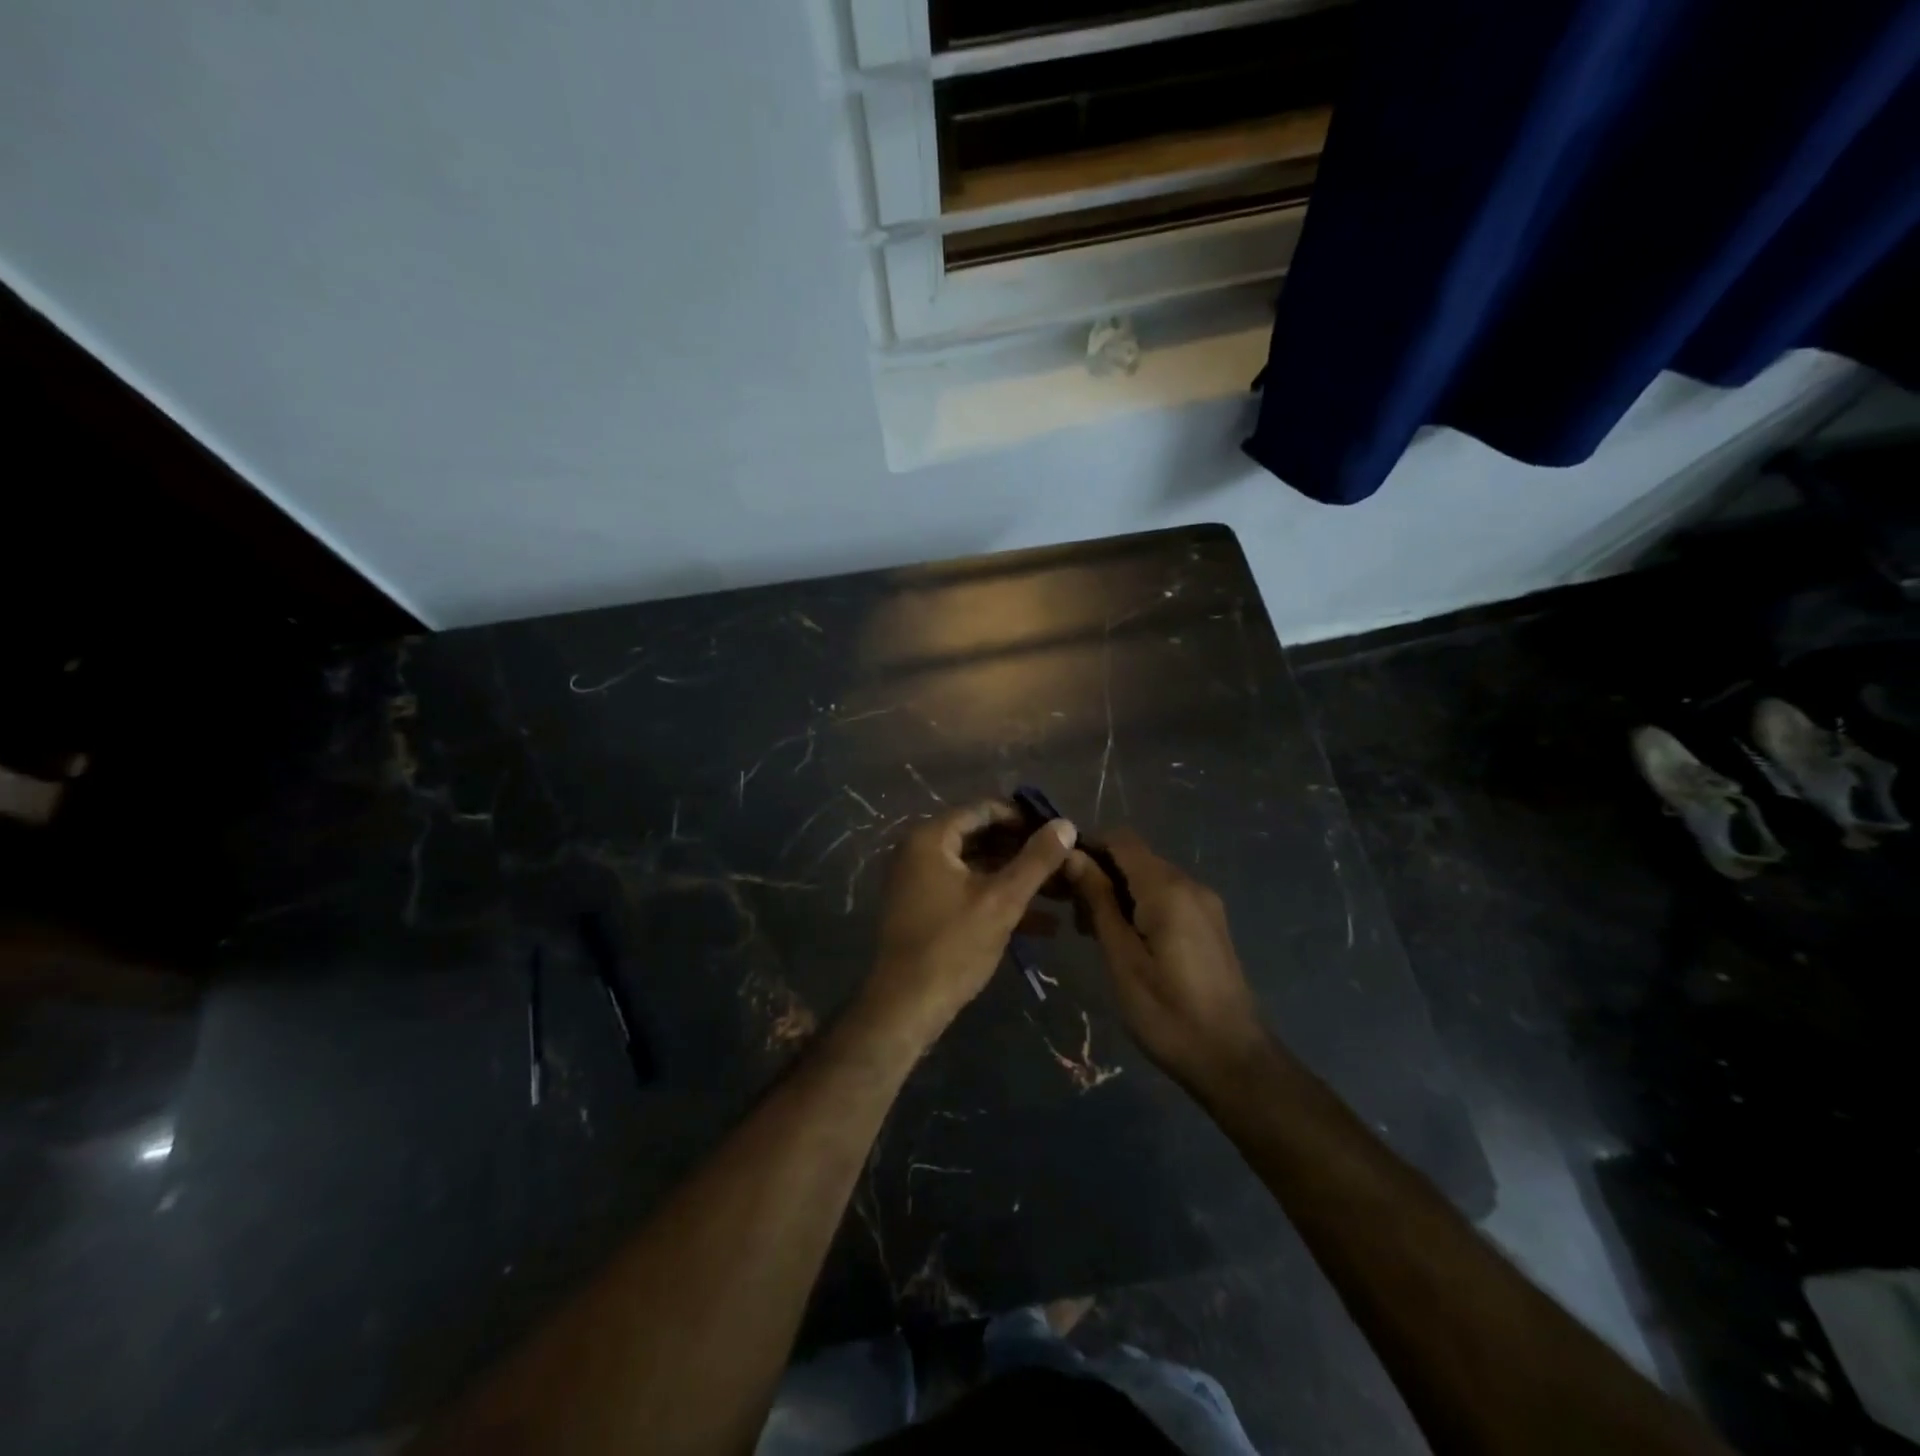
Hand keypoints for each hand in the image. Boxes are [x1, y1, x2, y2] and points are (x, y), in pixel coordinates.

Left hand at [863, 802, 1078, 1047]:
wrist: (906, 1006)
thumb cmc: (953, 945)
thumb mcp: (1002, 900)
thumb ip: (1037, 860)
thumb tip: (1066, 824)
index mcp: (931, 838)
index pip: (984, 809)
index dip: (1024, 818)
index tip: (1059, 833)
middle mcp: (920, 851)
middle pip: (982, 838)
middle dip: (1025, 852)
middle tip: (1064, 863)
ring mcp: (921, 882)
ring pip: (978, 868)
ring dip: (1017, 880)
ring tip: (1063, 893)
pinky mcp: (927, 910)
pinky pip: (968, 892)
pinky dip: (999, 901)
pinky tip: (1042, 925)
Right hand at [1065, 828, 1267, 1089]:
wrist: (1233, 1060)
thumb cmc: (1167, 1013)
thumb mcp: (1122, 959)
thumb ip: (1098, 902)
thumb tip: (1073, 856)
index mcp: (1167, 889)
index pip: (1121, 839)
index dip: (1087, 846)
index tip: (1059, 875)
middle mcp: (1190, 884)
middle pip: (1135, 857)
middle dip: (1099, 872)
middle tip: (1070, 912)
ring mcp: (1204, 903)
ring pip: (1150, 877)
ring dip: (1117, 891)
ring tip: (1090, 930)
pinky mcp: (1209, 923)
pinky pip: (1166, 896)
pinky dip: (1138, 904)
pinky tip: (1123, 939)